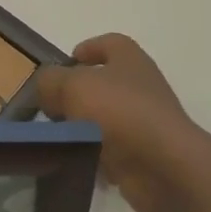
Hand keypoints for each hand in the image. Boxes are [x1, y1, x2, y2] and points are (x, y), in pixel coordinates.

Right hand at [36, 34, 199, 211]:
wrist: (163, 167)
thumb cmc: (119, 112)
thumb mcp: (73, 85)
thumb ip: (51, 80)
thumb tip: (46, 89)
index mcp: (130, 61)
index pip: (110, 44)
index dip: (88, 49)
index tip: (65, 63)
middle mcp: (141, 88)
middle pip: (104, 83)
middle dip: (76, 93)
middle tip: (51, 105)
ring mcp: (145, 123)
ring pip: (105, 119)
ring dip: (82, 127)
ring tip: (56, 135)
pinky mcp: (143, 156)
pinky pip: (111, 150)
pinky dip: (93, 155)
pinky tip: (75, 159)